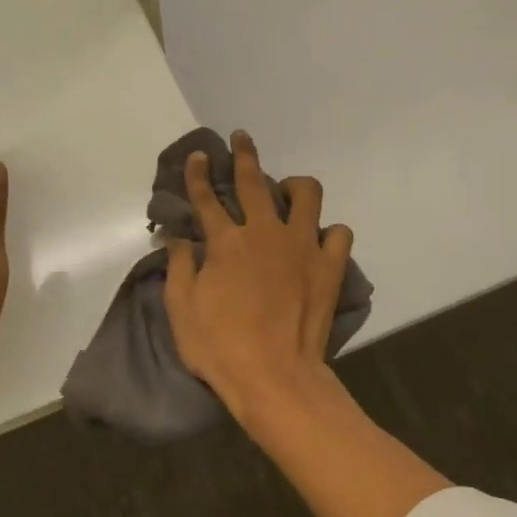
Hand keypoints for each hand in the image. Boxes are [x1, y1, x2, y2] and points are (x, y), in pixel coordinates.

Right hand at [163, 131, 352, 419]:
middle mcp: (265, 233)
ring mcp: (302, 246)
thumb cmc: (220, 347)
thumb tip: (178, 238)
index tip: (200, 156)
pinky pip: (339, 233)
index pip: (207, 198)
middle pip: (254, 181)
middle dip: (245, 154)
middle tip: (241, 138)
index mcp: (226, 242)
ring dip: (295, 186)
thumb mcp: (182, 309)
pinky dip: (329, 232)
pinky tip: (318, 239)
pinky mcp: (330, 267)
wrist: (275, 377)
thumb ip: (180, 267)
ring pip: (307, 194)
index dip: (199, 174)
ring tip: (287, 191)